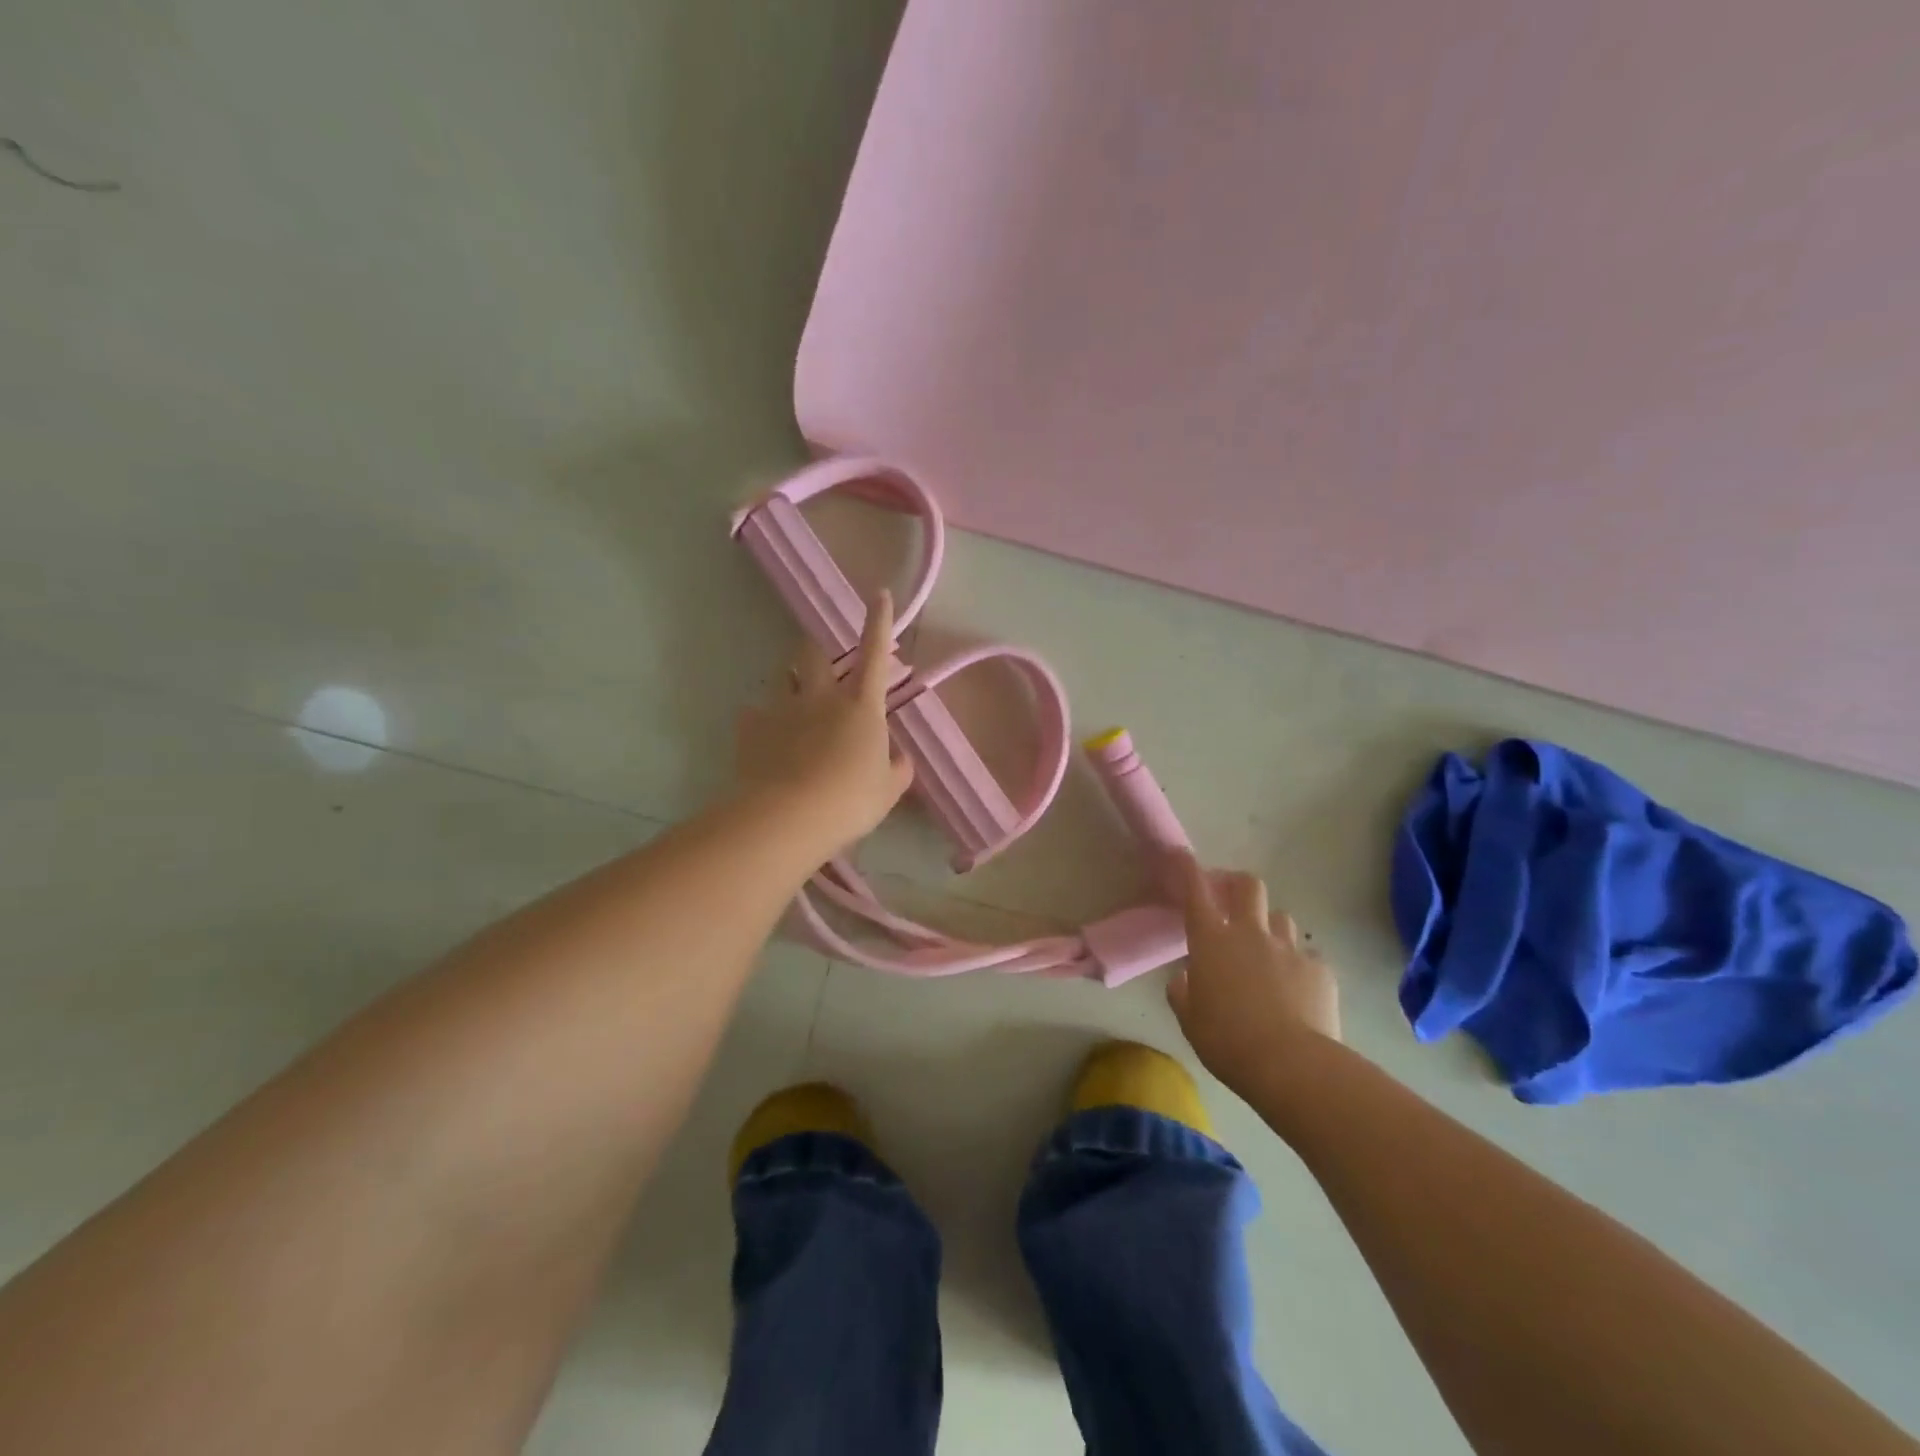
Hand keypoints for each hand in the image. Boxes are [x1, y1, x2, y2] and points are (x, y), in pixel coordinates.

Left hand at [735, 589, 915, 854]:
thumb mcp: (889, 789)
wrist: (788, 817)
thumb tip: (899, 756)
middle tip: (820, 665)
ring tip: (793, 707)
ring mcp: (782, 709)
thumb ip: (898, 767)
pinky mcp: (751, 728)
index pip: (875, 653)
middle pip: (815, 654)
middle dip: (817, 651)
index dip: (879, 621)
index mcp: (861, 705)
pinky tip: (765, 741)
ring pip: (783, 679)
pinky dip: (761, 722)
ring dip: (791, 685)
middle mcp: (821, 696)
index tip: (879, 594)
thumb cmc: (850, 800)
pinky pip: (754, 714)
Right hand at [1167, 852, 1340, 1095]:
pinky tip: (1297, 990)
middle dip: (1239, 885)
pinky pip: (1307, 957)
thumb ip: (1183, 992)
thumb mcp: (1190, 1020)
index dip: (1187, 869)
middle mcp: (1250, 933)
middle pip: (1248, 886)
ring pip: (1281, 918)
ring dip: (1270, 928)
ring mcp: (1289, 948)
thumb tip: (1184, 979)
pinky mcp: (1320, 969)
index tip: (1182, 855)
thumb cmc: (1227, 1040)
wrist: (1291, 1065)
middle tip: (1232, 900)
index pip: (1196, 891)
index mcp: (1211, 941)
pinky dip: (1299, 966)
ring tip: (1267, 951)